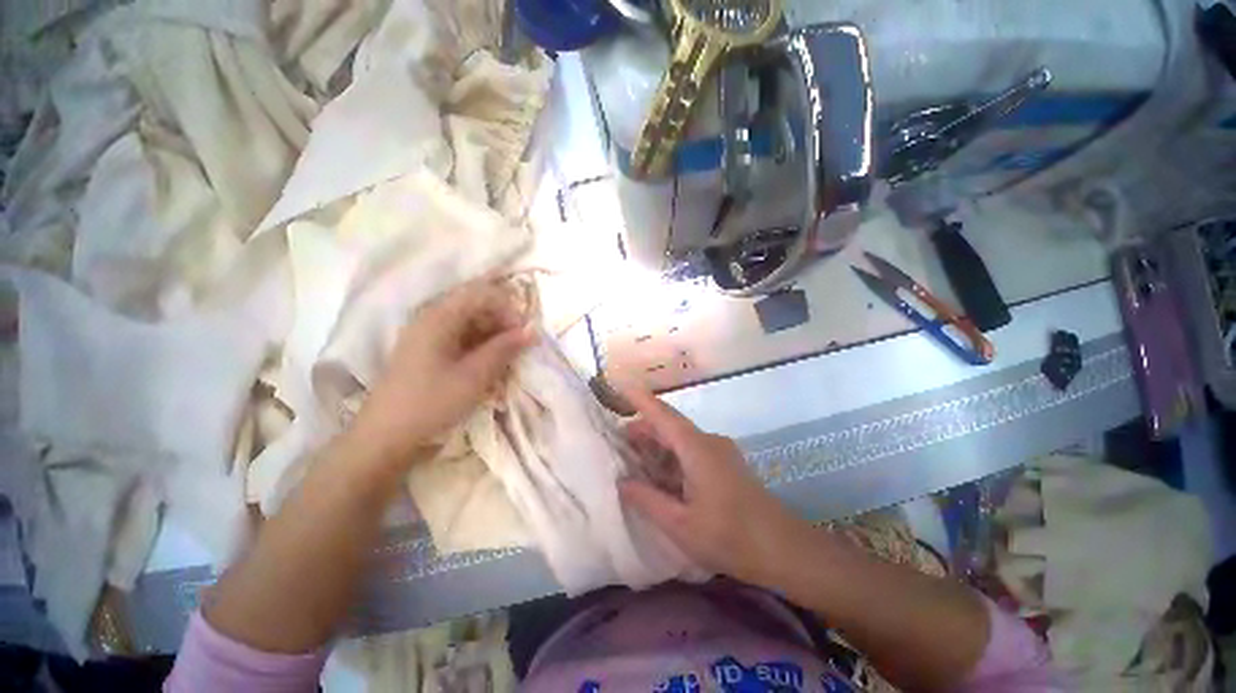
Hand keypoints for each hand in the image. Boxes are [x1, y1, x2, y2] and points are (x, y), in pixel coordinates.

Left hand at [347, 279, 535, 466]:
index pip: (482, 294)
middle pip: (476, 307)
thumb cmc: (432, 403)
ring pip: (470, 324)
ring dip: (493, 337)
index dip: (508, 308)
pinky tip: (489, 367)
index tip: (524, 332)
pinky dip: (480, 349)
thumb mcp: (475, 376)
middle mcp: (431, 319)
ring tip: (507, 361)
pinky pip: (461, 339)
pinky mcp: (427, 352)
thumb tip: (532, 330)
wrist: (385, 438)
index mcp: (439, 317)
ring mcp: (427, 336)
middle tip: (519, 348)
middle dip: (502, 323)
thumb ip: (505, 349)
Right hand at [618, 389, 812, 587]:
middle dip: (643, 428)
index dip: (640, 399)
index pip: (662, 414)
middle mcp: (708, 441)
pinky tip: (660, 475)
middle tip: (616, 439)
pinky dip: (672, 458)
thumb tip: (621, 482)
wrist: (785, 550)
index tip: (620, 385)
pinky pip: (691, 452)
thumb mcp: (680, 524)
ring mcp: (720, 452)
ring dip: (657, 445)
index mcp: (696, 448)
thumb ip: (647, 499)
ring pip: (680, 440)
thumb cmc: (730, 536)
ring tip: (632, 457)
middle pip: (670, 426)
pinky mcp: (726, 465)